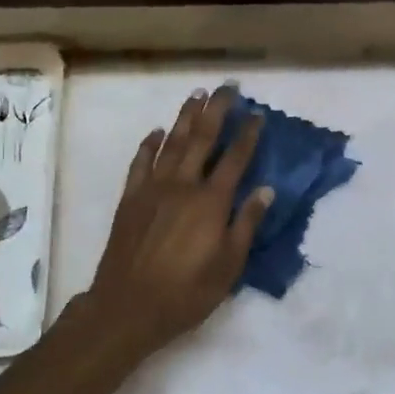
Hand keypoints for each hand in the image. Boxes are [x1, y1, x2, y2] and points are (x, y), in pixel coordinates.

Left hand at [82, 86, 271, 356]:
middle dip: (216, 110)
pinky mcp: (131, 198)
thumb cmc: (186, 292)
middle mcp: (183, 185)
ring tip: (196, 95)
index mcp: (212, 202)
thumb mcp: (229, 266)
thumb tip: (266, 190)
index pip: (235, 159)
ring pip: (172, 143)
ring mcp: (153, 189)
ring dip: (185, 117)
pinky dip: (149, 144)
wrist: (128, 306)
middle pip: (202, 139)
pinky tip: (157, 131)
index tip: (257, 114)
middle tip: (227, 87)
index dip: (248, 135)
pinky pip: (140, 163)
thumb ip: (247, 224)